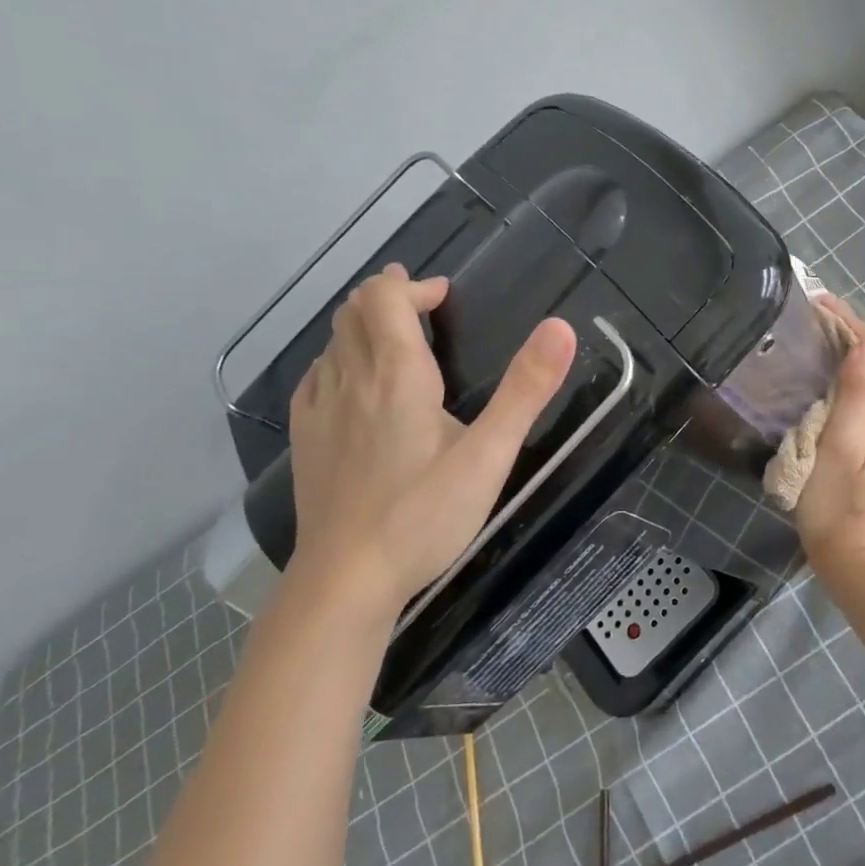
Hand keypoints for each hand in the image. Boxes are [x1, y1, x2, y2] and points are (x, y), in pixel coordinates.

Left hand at [286, 265, 576, 619]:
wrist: (347, 579)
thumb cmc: (424, 515)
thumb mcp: (489, 455)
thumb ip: (525, 390)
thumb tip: (561, 327)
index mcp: (397, 375)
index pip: (385, 298)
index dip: (412, 286)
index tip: (443, 296)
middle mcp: (351, 379)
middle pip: (355, 311)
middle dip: (388, 296)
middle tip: (422, 306)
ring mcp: (320, 409)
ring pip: (333, 341)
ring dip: (364, 325)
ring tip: (395, 338)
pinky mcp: (303, 438)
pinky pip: (317, 375)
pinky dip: (339, 358)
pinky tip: (355, 383)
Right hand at [794, 298, 864, 573]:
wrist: (850, 557)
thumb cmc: (836, 502)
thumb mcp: (841, 445)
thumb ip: (858, 393)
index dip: (852, 325)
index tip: (819, 304)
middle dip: (852, 335)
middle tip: (812, 317)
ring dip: (852, 354)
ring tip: (817, 337)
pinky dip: (853, 378)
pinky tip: (829, 377)